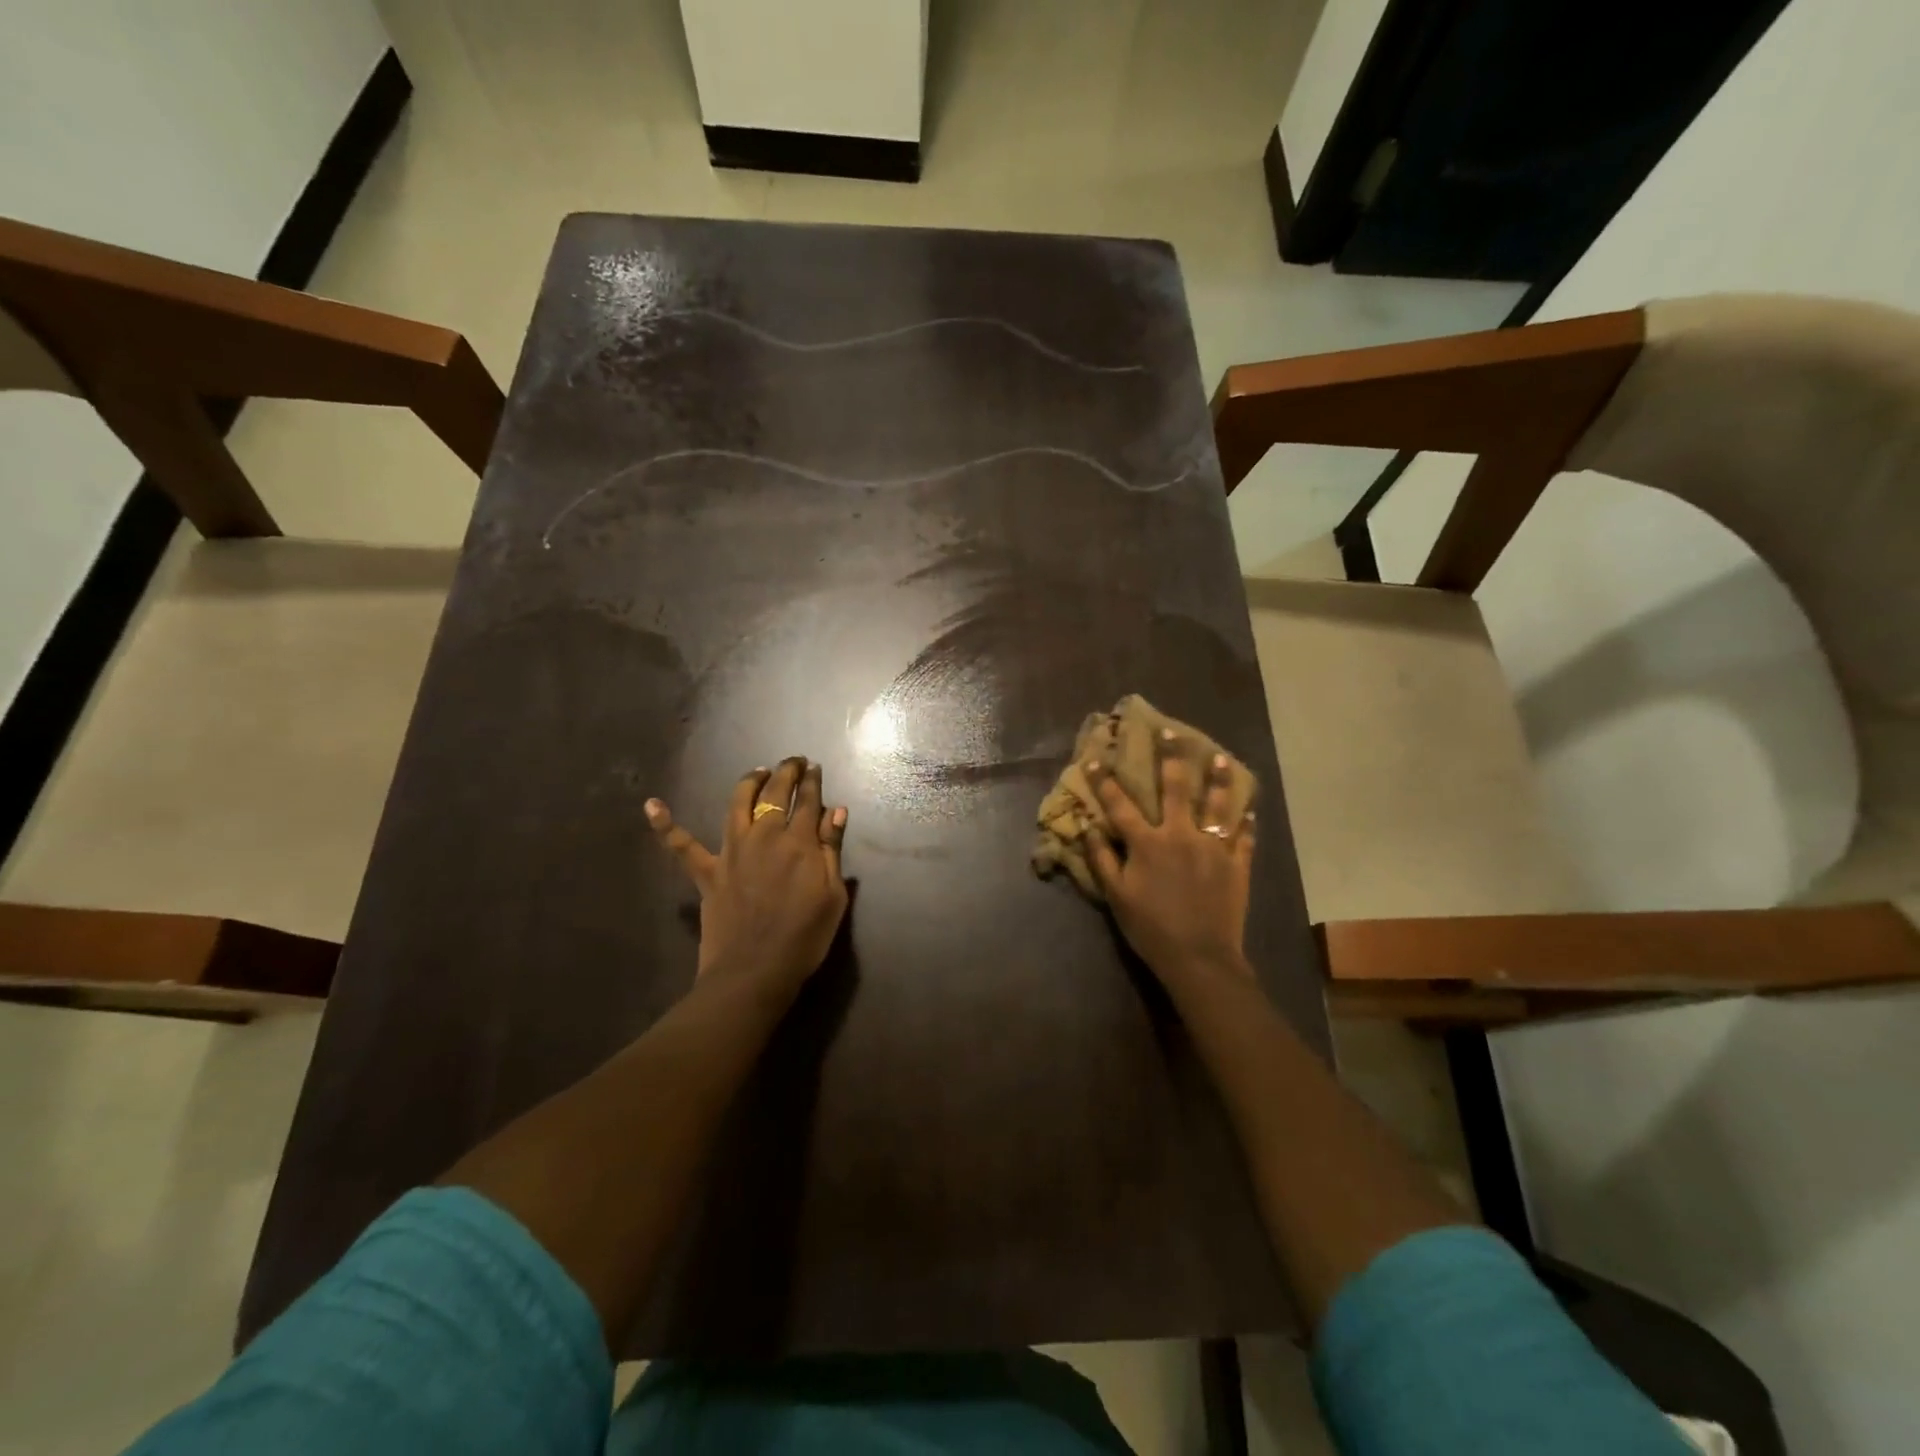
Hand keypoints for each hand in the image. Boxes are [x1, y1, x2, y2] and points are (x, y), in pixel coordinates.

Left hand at [645, 757, 848, 996]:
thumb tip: (835, 811)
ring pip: (737, 804)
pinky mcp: (707, 872)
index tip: (814, 768)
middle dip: (786, 772)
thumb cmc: (804, 937)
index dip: (812, 781)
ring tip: (758, 772)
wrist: (755, 972)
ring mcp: (732, 851)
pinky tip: (651, 805)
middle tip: (793, 762)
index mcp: (799, 841)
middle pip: (775, 793)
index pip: (808, 800)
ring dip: (749, 782)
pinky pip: (682, 846)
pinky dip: (666, 825)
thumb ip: (831, 849)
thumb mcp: (833, 895)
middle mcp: (764, 836)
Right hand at [1083, 734, 1255, 985]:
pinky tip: (1248, 806)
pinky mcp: (1237, 864)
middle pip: (1175, 788)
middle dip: (1171, 757)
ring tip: (1219, 757)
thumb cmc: (1151, 928)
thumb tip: (1090, 828)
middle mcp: (1180, 835)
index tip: (1095, 759)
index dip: (1104, 781)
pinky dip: (1245, 820)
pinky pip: (1243, 836)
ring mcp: (1213, 848)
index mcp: (1147, 843)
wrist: (1199, 958)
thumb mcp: (1117, 897)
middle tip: (1171, 731)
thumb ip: (1102, 860)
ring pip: (1217, 805)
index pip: (1120, 805)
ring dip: (1217, 778)